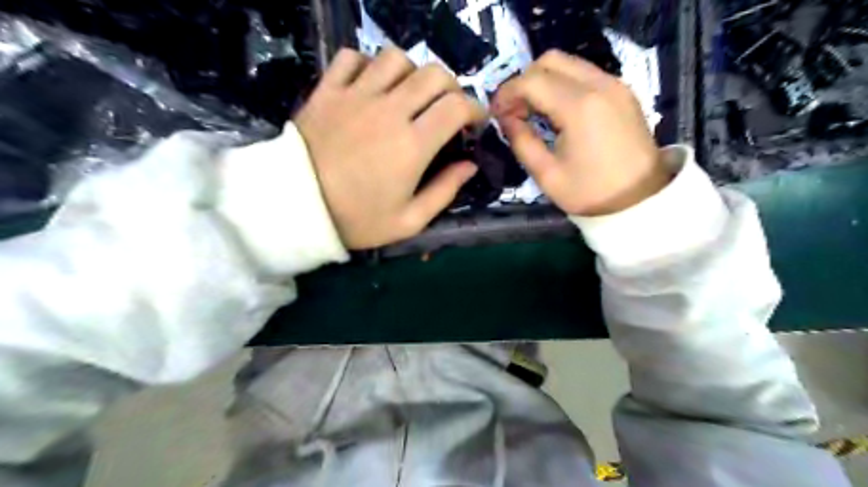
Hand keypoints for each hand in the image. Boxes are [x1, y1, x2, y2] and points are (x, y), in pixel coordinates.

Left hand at [296, 48, 485, 248]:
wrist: (296, 208)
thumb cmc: (356, 219)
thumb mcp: (409, 221)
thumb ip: (445, 191)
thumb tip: (470, 165)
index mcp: (413, 144)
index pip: (457, 106)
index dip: (474, 109)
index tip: (474, 122)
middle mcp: (389, 111)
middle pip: (433, 74)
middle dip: (451, 87)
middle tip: (447, 108)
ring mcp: (356, 96)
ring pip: (396, 58)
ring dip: (412, 72)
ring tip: (410, 95)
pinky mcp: (328, 91)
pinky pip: (352, 57)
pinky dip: (368, 64)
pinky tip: (372, 85)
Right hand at [490, 49, 665, 214]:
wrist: (640, 201)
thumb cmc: (590, 193)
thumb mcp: (547, 175)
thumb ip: (521, 141)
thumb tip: (505, 118)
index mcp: (579, 107)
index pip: (531, 81)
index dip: (507, 93)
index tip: (496, 114)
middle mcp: (599, 84)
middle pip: (550, 60)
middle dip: (524, 81)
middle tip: (514, 111)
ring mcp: (615, 85)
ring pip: (568, 63)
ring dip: (544, 81)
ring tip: (533, 112)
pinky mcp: (622, 91)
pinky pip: (585, 74)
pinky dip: (563, 84)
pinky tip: (556, 111)